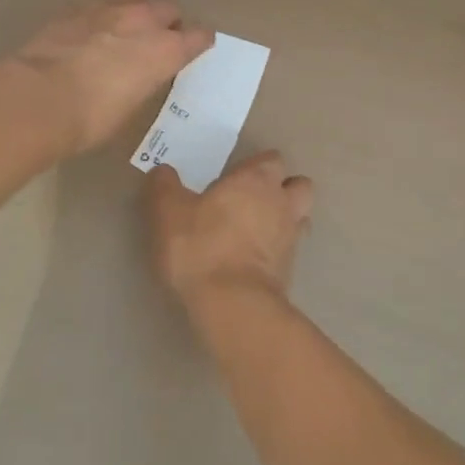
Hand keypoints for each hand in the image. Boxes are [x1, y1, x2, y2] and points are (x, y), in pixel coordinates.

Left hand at [5, 0, 213, 157]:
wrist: (38, 98)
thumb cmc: (90, 118)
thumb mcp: (131, 107)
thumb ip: (144, 81)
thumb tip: (139, 75)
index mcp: (165, 50)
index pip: (198, 37)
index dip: (198, 43)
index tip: (196, 48)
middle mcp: (143, 21)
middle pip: (168, 10)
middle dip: (167, 23)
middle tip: (156, 42)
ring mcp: (108, 9)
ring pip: (134, 1)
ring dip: (135, 14)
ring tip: (123, 33)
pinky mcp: (76, 7)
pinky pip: (101, 5)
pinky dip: (103, 16)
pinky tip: (91, 31)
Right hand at [146, 152, 313, 311]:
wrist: (232, 305)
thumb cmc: (200, 247)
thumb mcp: (168, 212)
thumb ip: (164, 186)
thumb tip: (163, 171)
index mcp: (257, 180)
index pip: (272, 159)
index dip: (256, 166)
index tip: (234, 178)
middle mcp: (282, 202)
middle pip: (298, 184)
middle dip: (282, 188)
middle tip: (252, 200)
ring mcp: (292, 237)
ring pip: (301, 216)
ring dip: (286, 218)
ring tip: (259, 229)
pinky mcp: (292, 270)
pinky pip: (292, 249)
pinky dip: (279, 250)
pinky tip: (255, 259)